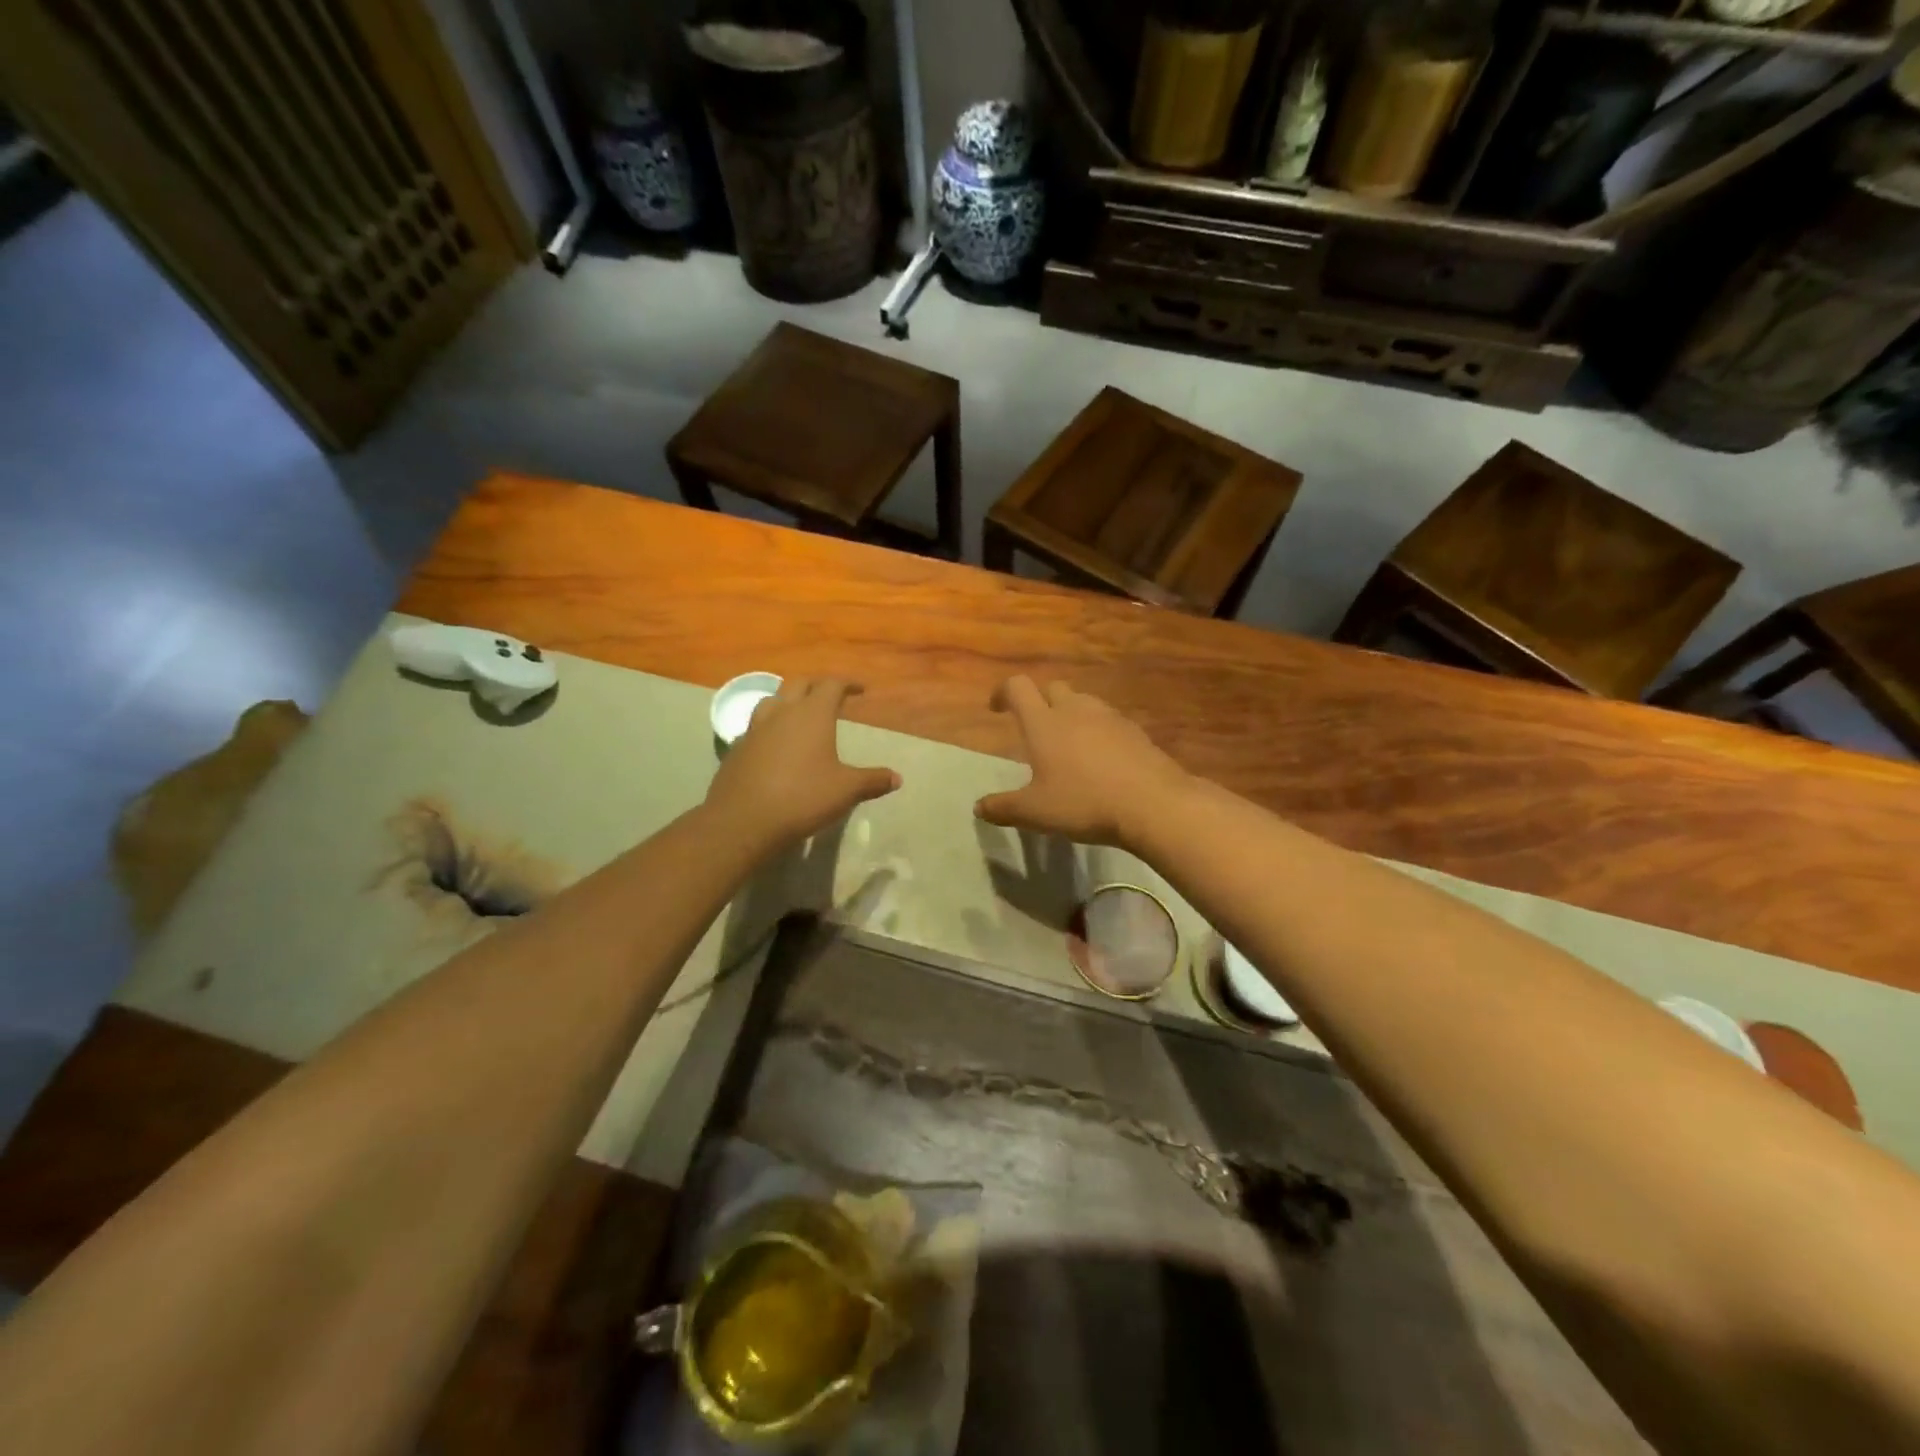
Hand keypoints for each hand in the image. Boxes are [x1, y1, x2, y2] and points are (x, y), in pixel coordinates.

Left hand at [705, 677, 900, 852]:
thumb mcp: (845, 791)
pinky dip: (770, 727)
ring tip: (799, 714)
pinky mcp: (737, 748)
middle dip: (816, 685)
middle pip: (798, 684)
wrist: (743, 820)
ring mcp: (755, 729)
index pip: (831, 684)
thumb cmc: (802, 798)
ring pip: (772, 700)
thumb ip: (872, 780)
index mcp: (812, 714)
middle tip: (830, 696)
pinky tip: (776, 745)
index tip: (860, 689)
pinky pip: (756, 726)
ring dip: (788, 701)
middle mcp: (781, 713)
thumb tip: (897, 778)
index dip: (847, 683)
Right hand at [975, 677, 1193, 848]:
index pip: (1017, 687)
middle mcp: (1075, 710)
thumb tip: (979, 807)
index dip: (1003, 693)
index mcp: (1044, 722)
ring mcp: (1109, 717)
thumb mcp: (1035, 812)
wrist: (1153, 804)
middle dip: (1039, 702)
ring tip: (1067, 745)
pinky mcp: (1134, 731)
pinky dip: (1097, 731)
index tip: (996, 709)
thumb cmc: (1084, 802)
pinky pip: (1108, 721)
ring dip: (1070, 714)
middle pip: (1052, 688)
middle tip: (1034, 729)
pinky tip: (1100, 760)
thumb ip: (1003, 808)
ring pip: (1082, 702)